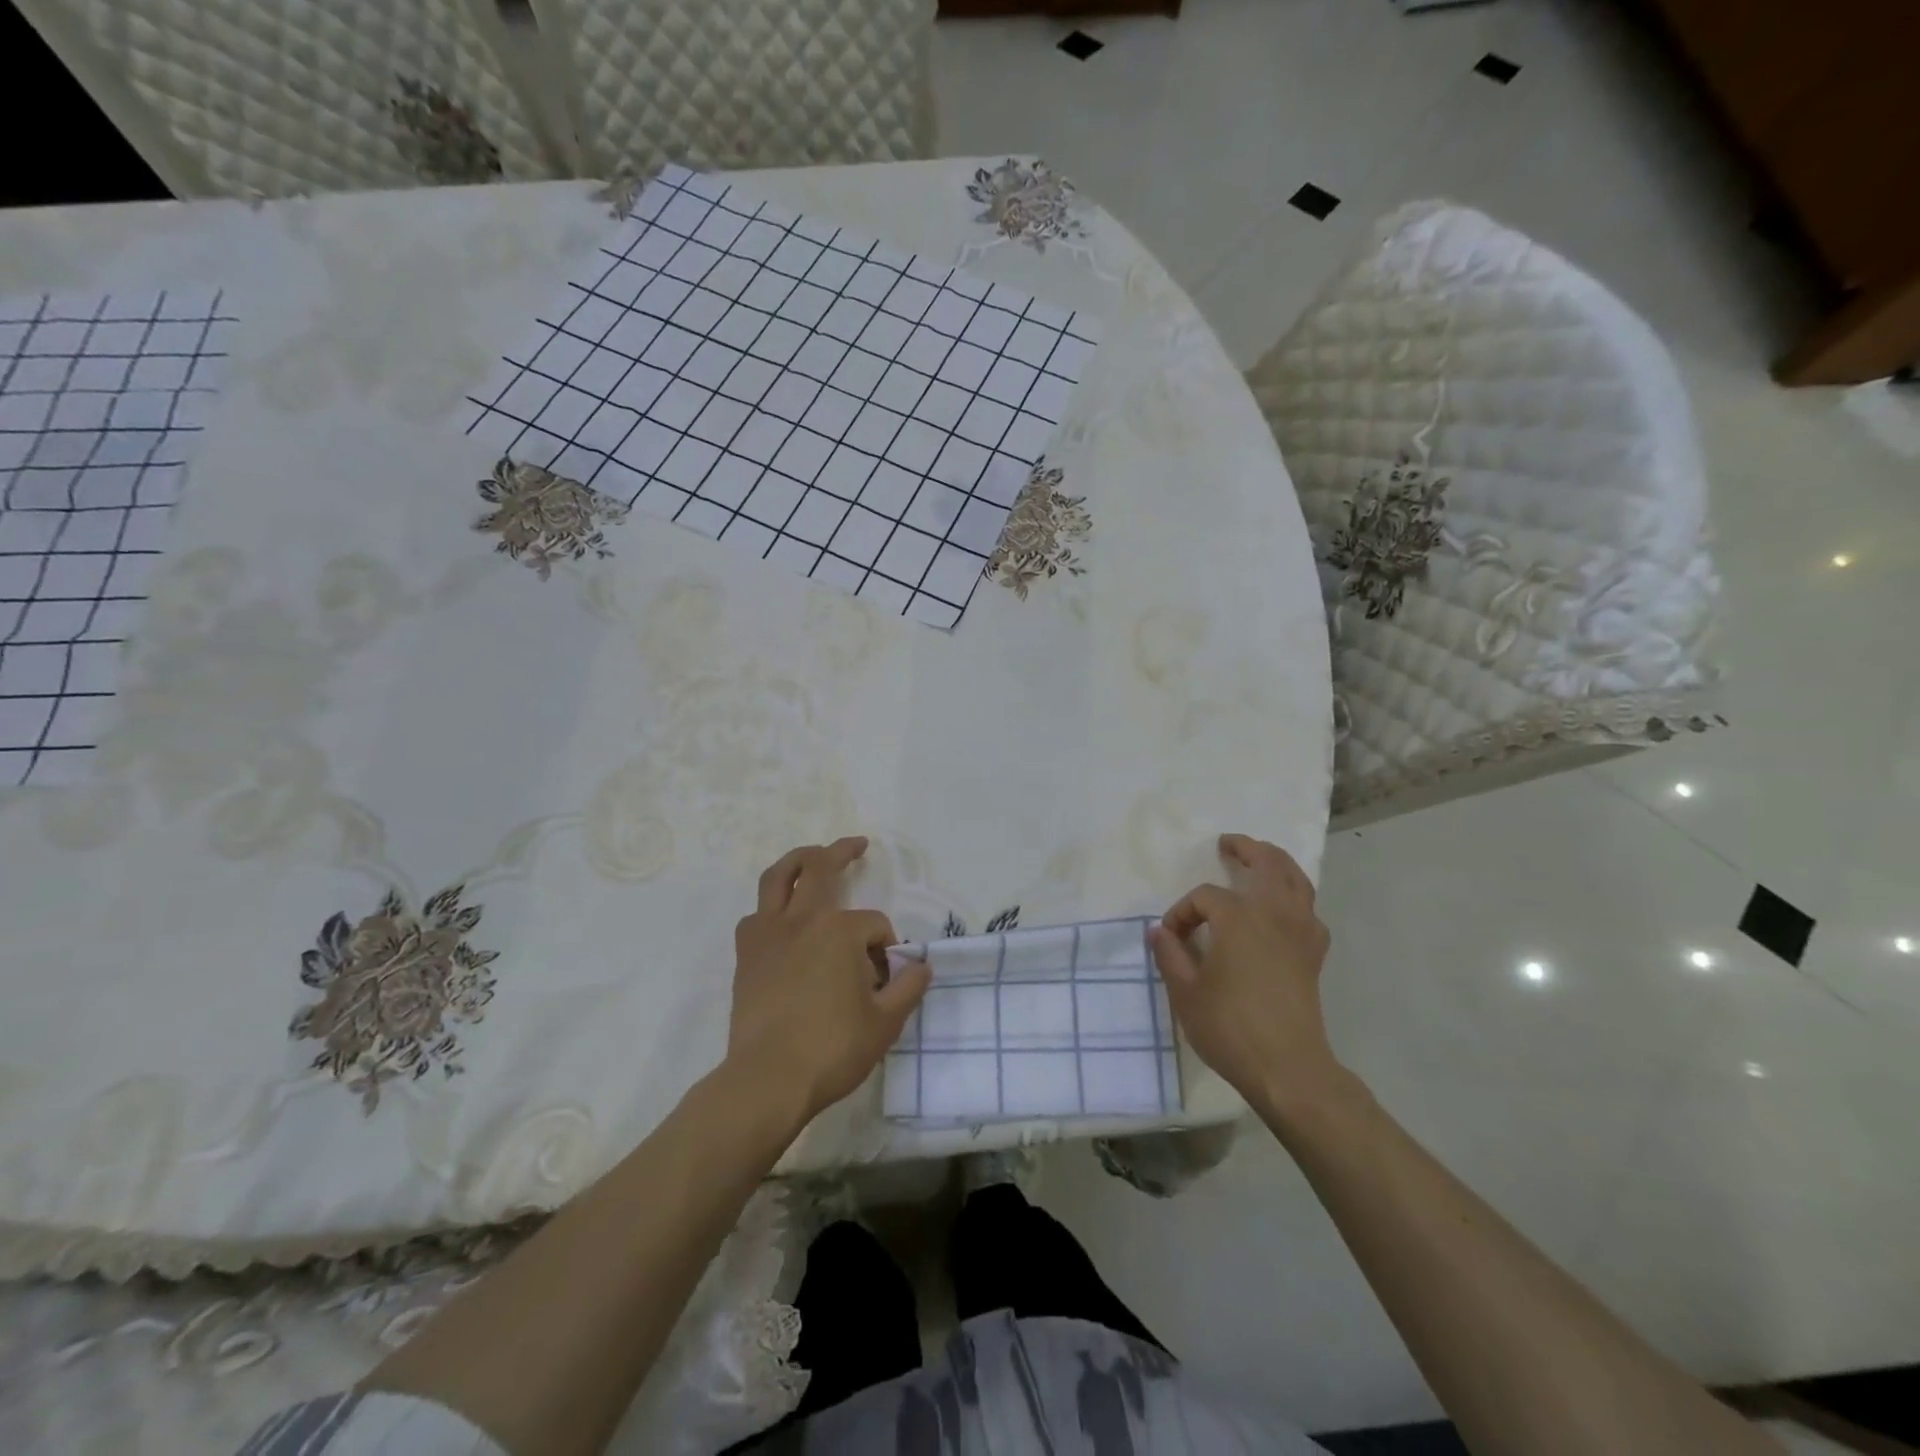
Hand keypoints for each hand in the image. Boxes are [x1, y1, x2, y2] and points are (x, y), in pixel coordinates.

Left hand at [726, 837, 931, 1122]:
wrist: (769, 1079)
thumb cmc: (833, 1049)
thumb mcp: (886, 1022)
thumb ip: (909, 987)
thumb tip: (922, 966)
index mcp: (840, 931)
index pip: (874, 926)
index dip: (887, 949)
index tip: (886, 979)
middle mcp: (803, 920)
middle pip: (822, 869)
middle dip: (842, 852)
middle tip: (857, 844)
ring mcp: (769, 934)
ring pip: (778, 878)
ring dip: (797, 861)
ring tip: (811, 857)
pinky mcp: (747, 955)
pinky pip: (756, 916)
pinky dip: (771, 908)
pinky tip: (782, 919)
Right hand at [1149, 834, 1341, 1115]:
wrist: (1288, 1068)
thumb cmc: (1230, 1027)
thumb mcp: (1185, 993)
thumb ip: (1170, 956)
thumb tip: (1159, 932)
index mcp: (1239, 918)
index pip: (1205, 897)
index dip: (1183, 911)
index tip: (1171, 937)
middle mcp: (1274, 914)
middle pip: (1266, 864)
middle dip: (1245, 850)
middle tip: (1227, 844)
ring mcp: (1301, 931)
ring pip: (1296, 879)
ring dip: (1277, 862)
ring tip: (1261, 858)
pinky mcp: (1314, 953)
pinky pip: (1309, 908)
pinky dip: (1296, 896)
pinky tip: (1284, 907)